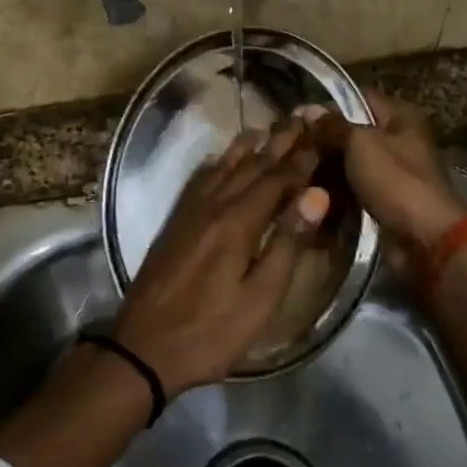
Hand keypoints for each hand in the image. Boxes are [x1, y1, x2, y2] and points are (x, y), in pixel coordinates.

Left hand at [113, 120, 330, 395]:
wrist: (143, 348)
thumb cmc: (210, 331)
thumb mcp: (260, 298)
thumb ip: (287, 243)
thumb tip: (316, 194)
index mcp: (238, 222)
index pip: (278, 179)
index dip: (302, 159)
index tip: (323, 137)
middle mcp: (214, 205)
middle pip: (252, 165)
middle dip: (279, 142)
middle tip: (302, 118)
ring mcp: (191, 211)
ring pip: (225, 166)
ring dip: (250, 146)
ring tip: (268, 128)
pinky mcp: (176, 221)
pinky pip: (201, 178)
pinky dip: (219, 162)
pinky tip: (222, 157)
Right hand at [300, 91, 466, 256]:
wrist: (426, 240)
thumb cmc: (396, 181)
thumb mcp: (360, 144)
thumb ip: (332, 125)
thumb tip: (307, 110)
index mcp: (401, 116)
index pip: (357, 97)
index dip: (327, 106)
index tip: (297, 118)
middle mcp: (398, 139)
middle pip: (352, 131)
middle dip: (323, 139)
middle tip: (291, 148)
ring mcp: (392, 171)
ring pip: (350, 161)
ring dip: (326, 167)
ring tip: (294, 170)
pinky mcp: (385, 199)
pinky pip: (354, 186)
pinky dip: (335, 189)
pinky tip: (310, 192)